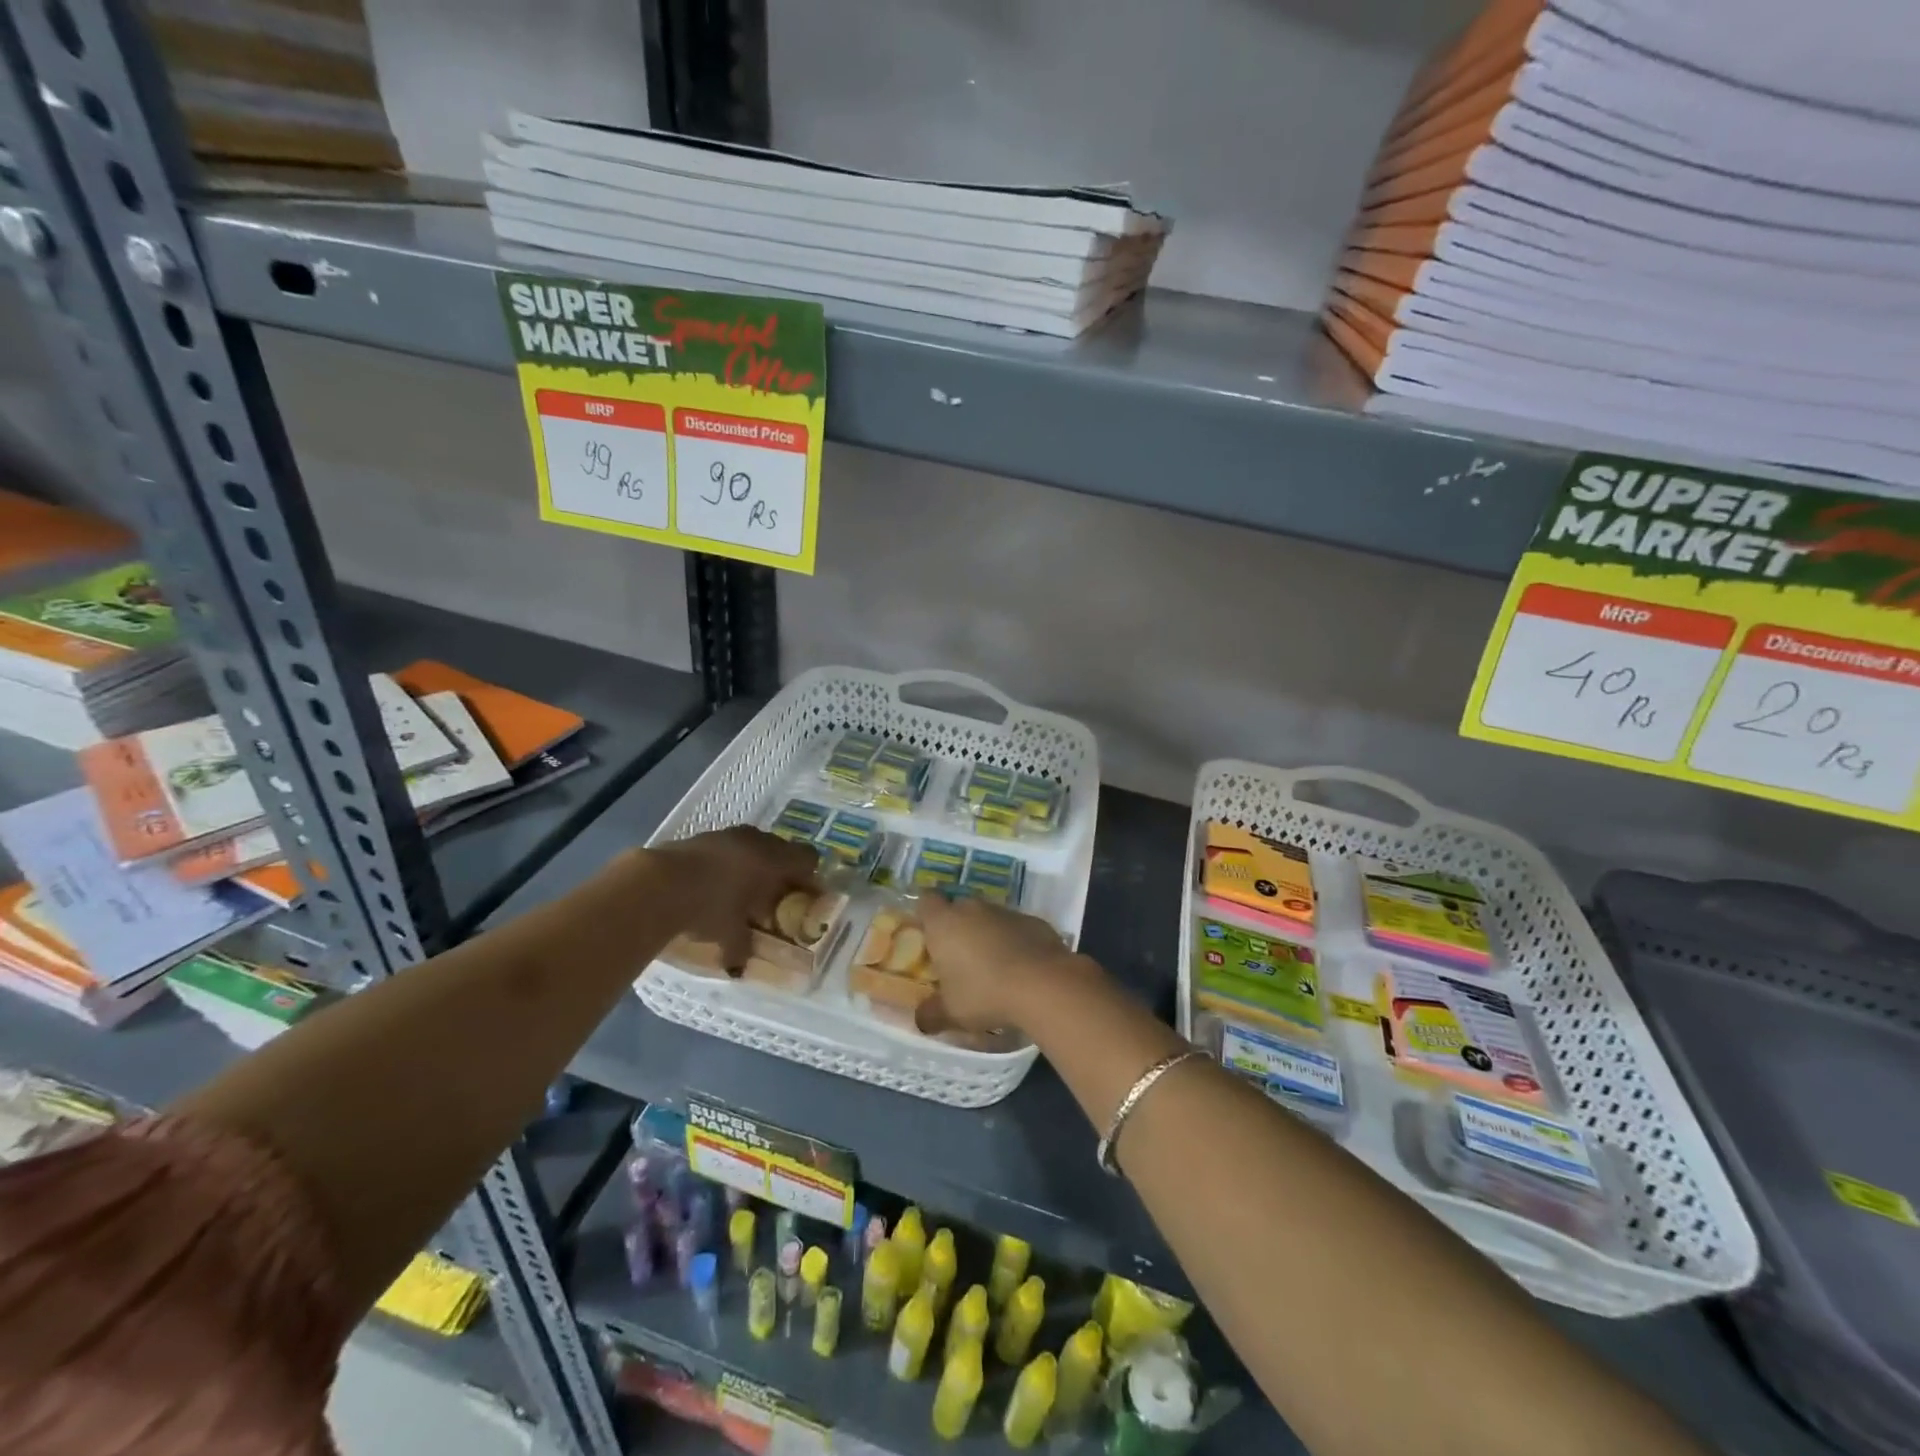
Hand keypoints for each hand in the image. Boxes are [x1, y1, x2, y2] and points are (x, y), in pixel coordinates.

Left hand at [650, 827, 819, 970]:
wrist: (658, 884)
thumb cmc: (709, 907)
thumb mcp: (730, 933)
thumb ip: (742, 946)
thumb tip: (740, 965)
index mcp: (774, 860)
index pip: (808, 858)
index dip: (809, 877)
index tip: (802, 897)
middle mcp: (757, 840)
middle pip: (781, 849)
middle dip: (780, 871)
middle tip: (772, 896)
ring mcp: (728, 834)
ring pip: (753, 845)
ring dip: (753, 864)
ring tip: (741, 890)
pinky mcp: (702, 836)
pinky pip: (728, 847)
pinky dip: (728, 862)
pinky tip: (713, 884)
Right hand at [914, 893, 1097, 1034]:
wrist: (1043, 984)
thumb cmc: (984, 993)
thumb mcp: (951, 1012)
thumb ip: (931, 1014)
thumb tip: (920, 1020)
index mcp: (944, 923)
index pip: (926, 901)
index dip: (926, 915)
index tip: (928, 935)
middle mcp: (972, 908)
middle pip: (958, 908)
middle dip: (957, 928)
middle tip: (958, 958)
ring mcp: (1005, 911)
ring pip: (988, 917)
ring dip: (987, 935)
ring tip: (992, 967)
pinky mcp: (1034, 920)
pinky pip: (1015, 928)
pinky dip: (1014, 942)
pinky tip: (1021, 968)